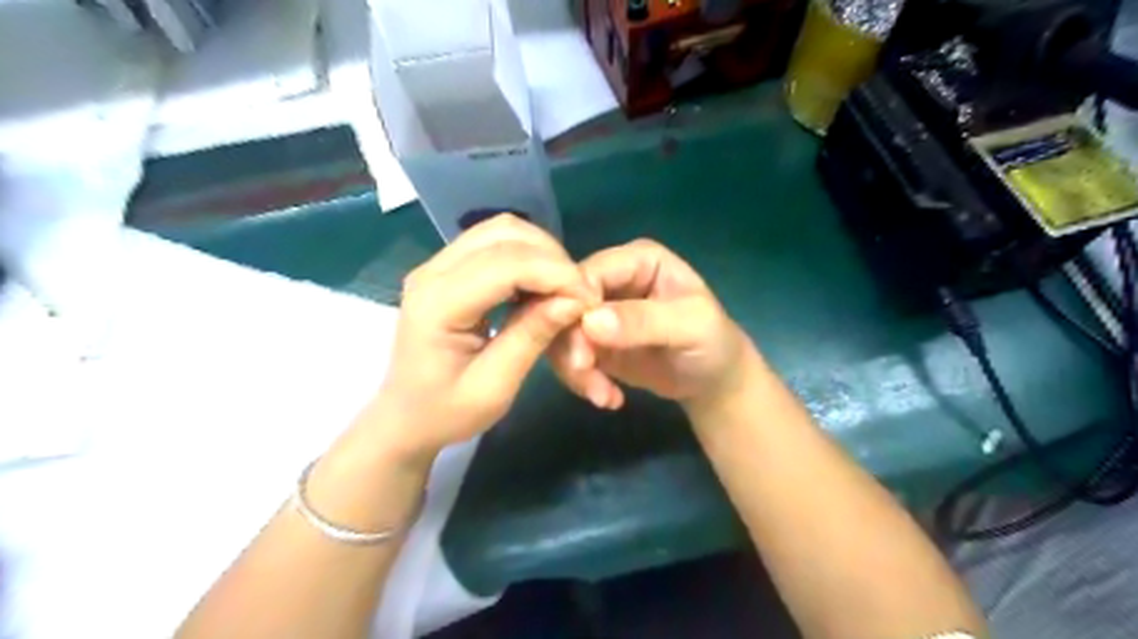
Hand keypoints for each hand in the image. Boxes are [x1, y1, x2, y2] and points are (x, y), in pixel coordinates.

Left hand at [369, 216, 599, 460]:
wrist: (404, 418)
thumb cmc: (446, 412)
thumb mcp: (495, 387)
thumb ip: (531, 337)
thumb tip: (574, 301)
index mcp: (438, 304)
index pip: (506, 264)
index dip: (556, 274)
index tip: (590, 300)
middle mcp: (432, 271)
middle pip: (504, 233)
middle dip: (552, 257)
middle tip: (579, 294)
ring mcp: (436, 265)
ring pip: (501, 230)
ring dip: (541, 252)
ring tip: (563, 289)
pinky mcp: (447, 268)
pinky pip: (494, 243)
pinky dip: (527, 256)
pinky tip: (540, 285)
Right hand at [551, 238, 752, 414]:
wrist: (713, 381)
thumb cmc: (712, 343)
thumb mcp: (690, 326)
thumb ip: (644, 321)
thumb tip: (590, 321)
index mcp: (637, 260)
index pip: (587, 273)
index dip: (575, 307)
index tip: (582, 349)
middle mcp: (611, 279)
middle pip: (565, 303)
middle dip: (572, 345)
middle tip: (589, 381)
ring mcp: (598, 311)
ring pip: (560, 332)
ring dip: (574, 368)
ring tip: (603, 396)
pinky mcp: (591, 340)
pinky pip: (568, 355)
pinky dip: (581, 380)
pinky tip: (608, 397)